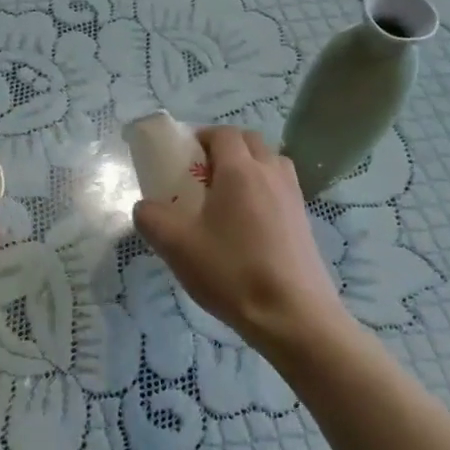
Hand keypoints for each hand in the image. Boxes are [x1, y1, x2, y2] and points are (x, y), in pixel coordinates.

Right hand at [133, 127, 347, 353]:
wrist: (293, 316)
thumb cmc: (231, 272)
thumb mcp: (175, 246)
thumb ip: (151, 217)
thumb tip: (146, 207)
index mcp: (240, 170)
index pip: (222, 133)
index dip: (200, 137)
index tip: (182, 156)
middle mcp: (271, 173)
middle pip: (249, 141)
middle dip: (224, 148)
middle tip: (201, 175)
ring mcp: (293, 196)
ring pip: (270, 163)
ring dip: (248, 166)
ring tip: (225, 197)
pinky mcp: (304, 221)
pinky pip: (281, 188)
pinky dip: (263, 190)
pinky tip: (247, 225)